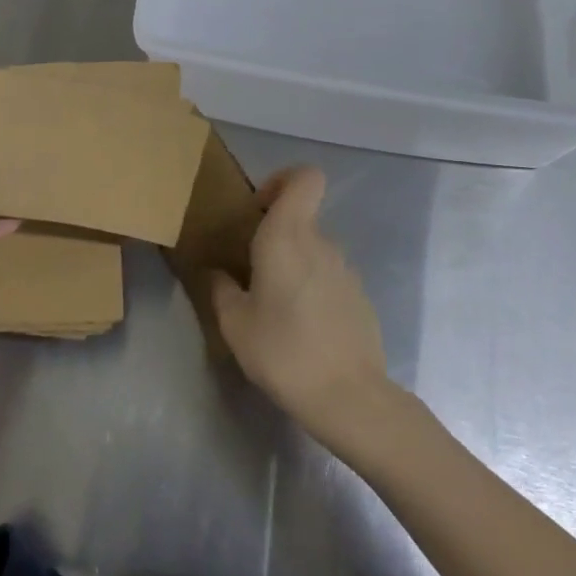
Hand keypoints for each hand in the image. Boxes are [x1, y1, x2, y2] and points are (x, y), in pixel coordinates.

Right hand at [210, 167, 394, 449]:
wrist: (349, 397)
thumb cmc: (284, 352)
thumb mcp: (235, 324)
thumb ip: (221, 289)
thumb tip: (216, 272)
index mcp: (289, 235)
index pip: (305, 177)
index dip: (282, 180)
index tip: (258, 209)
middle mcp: (321, 242)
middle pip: (301, 217)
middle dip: (275, 236)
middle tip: (251, 273)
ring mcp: (346, 269)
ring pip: (314, 250)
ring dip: (293, 266)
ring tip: (273, 308)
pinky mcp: (360, 296)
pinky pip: (329, 277)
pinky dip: (312, 289)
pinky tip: (302, 329)